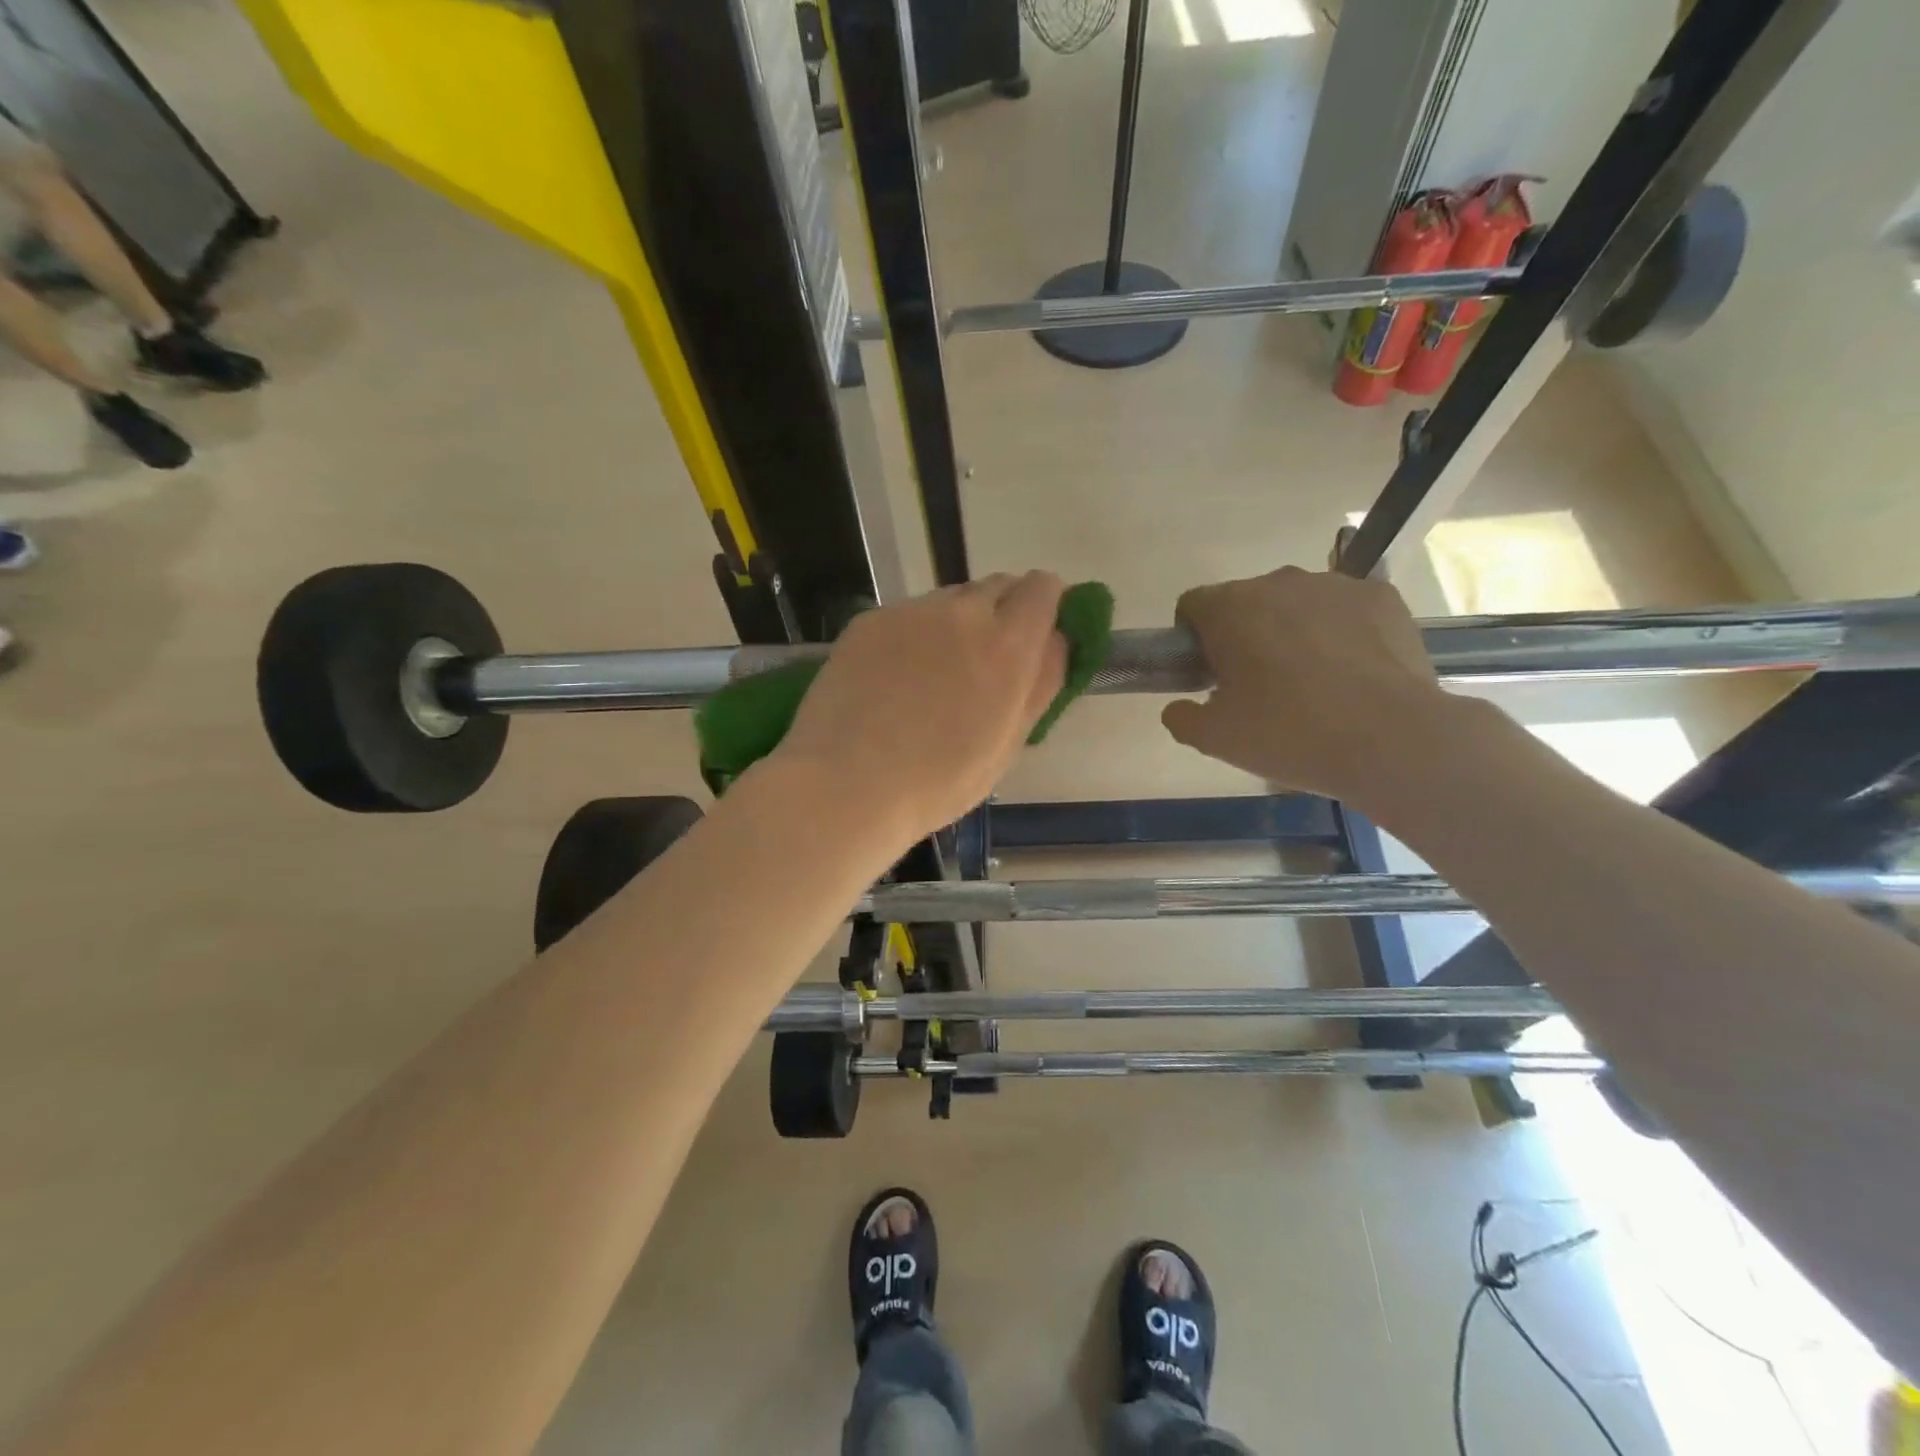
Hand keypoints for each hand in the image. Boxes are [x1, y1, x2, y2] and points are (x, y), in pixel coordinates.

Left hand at [773, 573, 1067, 843]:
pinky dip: (913, 636)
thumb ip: (1040, 683)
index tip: (1034, 637)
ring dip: (955, 625)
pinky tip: (892, 679)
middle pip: (997, 586)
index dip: (1045, 607)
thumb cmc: (938, 782)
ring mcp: (911, 612)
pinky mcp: (869, 620)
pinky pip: (908, 616)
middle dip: (1002, 613)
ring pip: (950, 601)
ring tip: (932, 677)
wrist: (845, 785)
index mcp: (1007, 645)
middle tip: (984, 663)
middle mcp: (962, 612)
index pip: (1042, 588)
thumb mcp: (1008, 744)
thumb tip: (1056, 641)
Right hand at [1160, 567, 1460, 807]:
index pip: (1192, 605)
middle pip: (1245, 602)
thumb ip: (1182, 717)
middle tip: (1257, 687)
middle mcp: (1278, 582)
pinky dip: (1339, 632)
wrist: (1392, 741)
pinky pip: (1343, 609)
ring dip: (1292, 631)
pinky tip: (1351, 673)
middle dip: (1244, 635)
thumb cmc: (1289, 734)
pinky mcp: (1381, 597)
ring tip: (1312, 682)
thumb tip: (1177, 707)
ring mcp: (1335, 585)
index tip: (1208, 675)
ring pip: (1296, 603)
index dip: (1192, 640)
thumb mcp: (1215, 739)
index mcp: (1230, 608)